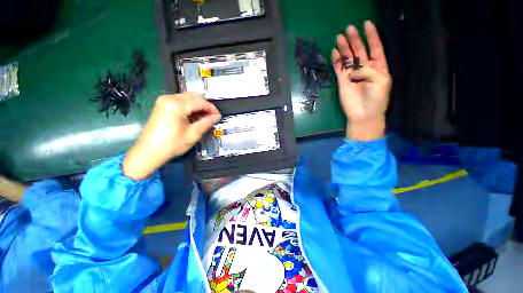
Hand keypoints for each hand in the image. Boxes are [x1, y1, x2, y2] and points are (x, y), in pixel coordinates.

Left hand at [123, 93, 220, 179]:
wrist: (149, 152)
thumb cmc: (172, 144)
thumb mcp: (193, 134)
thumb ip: (207, 122)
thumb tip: (216, 116)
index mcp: (176, 105)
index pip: (200, 101)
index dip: (211, 108)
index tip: (218, 116)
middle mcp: (169, 98)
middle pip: (194, 96)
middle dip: (205, 106)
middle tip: (212, 117)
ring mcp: (164, 101)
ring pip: (188, 98)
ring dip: (198, 106)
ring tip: (205, 118)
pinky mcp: (162, 105)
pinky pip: (181, 102)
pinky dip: (190, 107)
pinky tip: (195, 116)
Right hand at [331, 21, 391, 140]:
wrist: (364, 114)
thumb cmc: (377, 99)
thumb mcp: (381, 81)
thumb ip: (369, 70)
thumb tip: (353, 70)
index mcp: (378, 67)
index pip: (375, 47)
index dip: (372, 35)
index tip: (366, 23)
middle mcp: (365, 68)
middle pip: (359, 50)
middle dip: (355, 39)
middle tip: (349, 28)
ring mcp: (352, 74)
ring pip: (348, 58)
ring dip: (344, 48)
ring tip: (339, 37)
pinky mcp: (342, 81)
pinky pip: (339, 68)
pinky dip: (336, 61)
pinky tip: (334, 52)